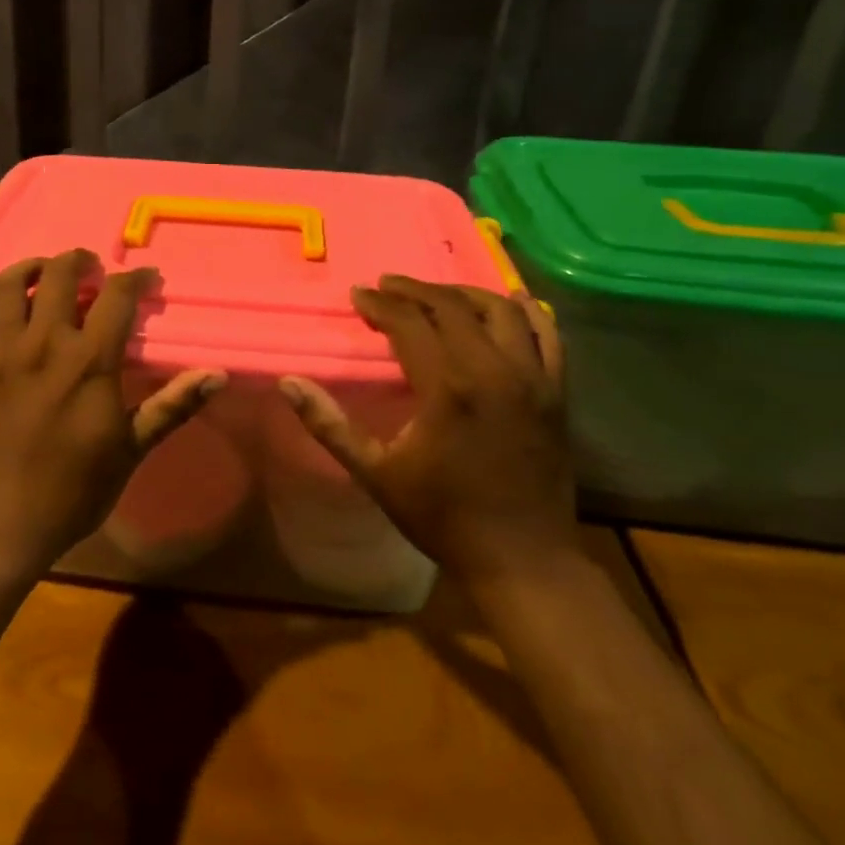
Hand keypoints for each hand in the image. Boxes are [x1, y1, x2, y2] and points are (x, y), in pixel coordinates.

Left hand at [0, 250, 225, 574]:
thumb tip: (217, 375)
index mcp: (87, 362)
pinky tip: (1, 292)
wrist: (3, 522)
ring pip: (10, 283)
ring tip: (47, 272)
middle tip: (94, 270)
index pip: (116, 296)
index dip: (136, 279)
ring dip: (33, 267)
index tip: (147, 280)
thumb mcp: (131, 449)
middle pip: (59, 274)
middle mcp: (41, 344)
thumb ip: (171, 405)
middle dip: (82, 262)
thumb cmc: (74, 489)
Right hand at [279, 277, 576, 592]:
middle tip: (387, 285)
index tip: (359, 295)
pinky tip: (512, 300)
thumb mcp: (376, 474)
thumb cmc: (443, 516)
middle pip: (452, 307)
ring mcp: (533, 379)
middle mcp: (493, 370)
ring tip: (436, 293)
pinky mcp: (556, 393)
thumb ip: (329, 425)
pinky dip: (529, 312)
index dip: (381, 304)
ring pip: (501, 311)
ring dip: (464, 294)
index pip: (410, 323)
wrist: (522, 559)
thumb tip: (287, 382)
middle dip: (415, 290)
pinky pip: (549, 337)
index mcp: (447, 387)